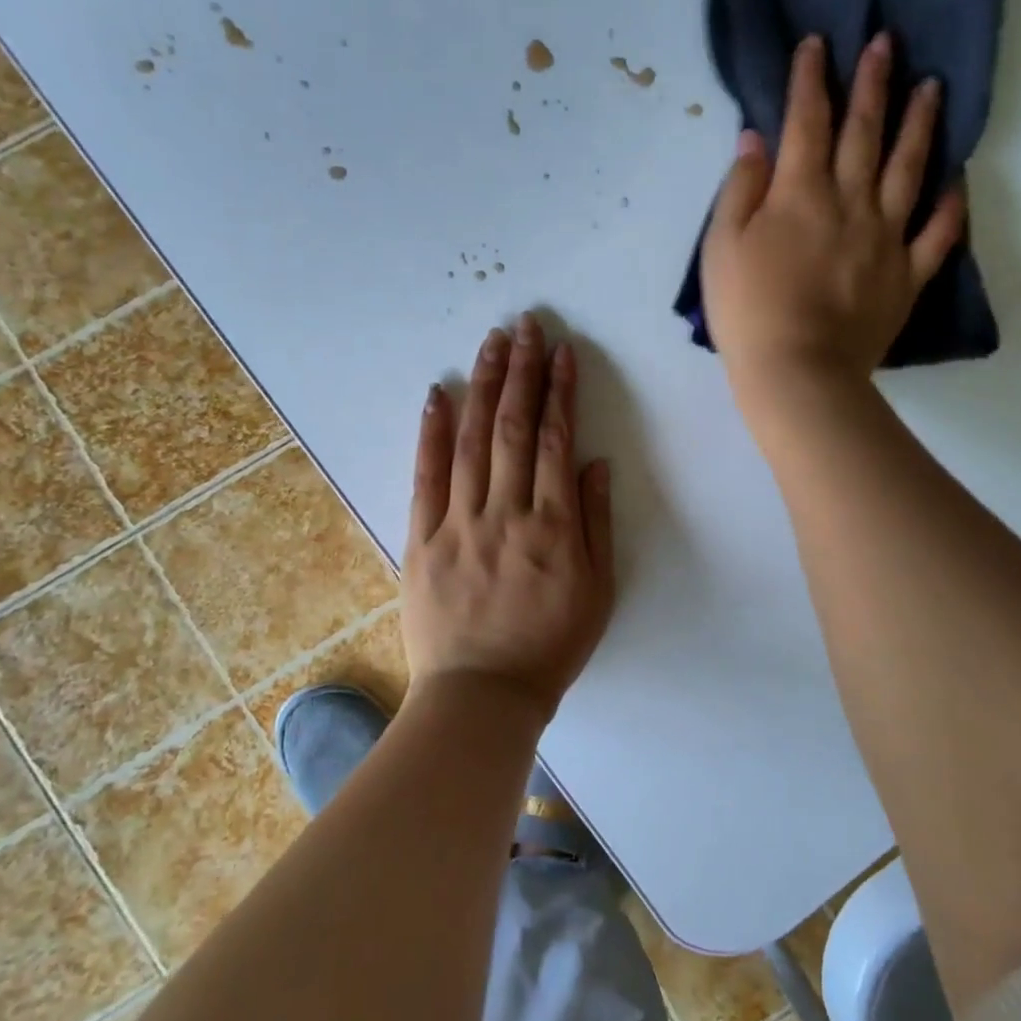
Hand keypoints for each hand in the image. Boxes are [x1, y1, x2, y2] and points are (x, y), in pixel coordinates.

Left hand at [402, 315, 616, 720]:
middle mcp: (507, 512)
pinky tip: (439, 393)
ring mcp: (459, 523)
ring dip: (483, 385)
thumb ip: (597, 523)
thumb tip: (596, 463)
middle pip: (514, 428)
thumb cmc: (550, 645)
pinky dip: (431, 432)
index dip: (560, 391)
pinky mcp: (422, 538)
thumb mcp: (598, 592)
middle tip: (525, 325)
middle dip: (522, 371)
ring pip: (471, 440)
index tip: (561, 352)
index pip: (557, 441)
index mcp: (554, 526)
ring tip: (491, 342)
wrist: (482, 695)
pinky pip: (426, 476)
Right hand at [700, 33, 964, 401]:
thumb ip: (740, 189)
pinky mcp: (907, 275)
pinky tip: (958, 179)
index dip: (810, 79)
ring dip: (920, 124)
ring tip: (932, 88)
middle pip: (864, 132)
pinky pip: (938, 233)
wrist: (796, 370)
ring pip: (909, 168)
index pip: (806, 121)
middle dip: (872, 83)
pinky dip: (951, 205)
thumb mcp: (720, 246)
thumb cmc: (746, 310)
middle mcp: (850, 201)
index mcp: (799, 193)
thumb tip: (756, 139)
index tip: (817, 45)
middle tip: (886, 44)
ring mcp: (886, 237)